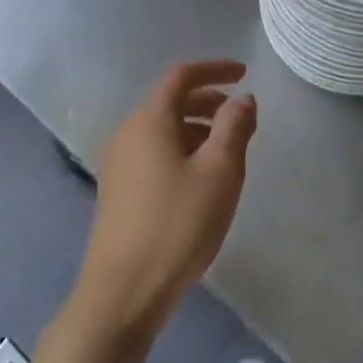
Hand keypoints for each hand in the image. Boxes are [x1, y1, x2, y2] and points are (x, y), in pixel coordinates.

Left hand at [75, 59, 256, 340]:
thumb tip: (242, 98)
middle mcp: (128, 133)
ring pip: (163, 130)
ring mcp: (118, 164)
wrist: (122, 293)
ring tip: (228, 151)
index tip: (244, 73)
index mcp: (149, 120)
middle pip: (170, 101)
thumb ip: (234, 127)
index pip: (181, 76)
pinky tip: (200, 180)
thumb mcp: (219, 172)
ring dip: (197, 128)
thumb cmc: (177, 224)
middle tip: (241, 116)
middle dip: (208, 101)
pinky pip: (154, 153)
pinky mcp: (117, 192)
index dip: (215, 69)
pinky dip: (181, 150)